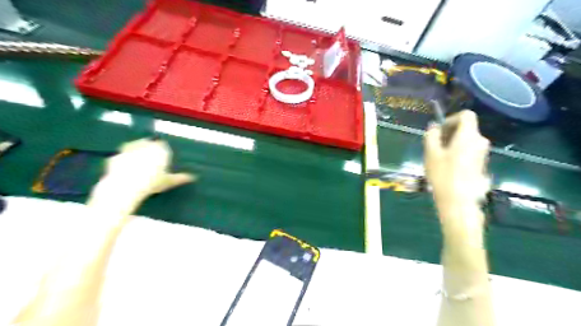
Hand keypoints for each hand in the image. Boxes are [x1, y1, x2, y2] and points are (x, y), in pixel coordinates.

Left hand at [103, 138, 195, 198]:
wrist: (126, 186)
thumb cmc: (152, 182)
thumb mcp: (169, 182)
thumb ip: (180, 178)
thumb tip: (193, 177)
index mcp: (160, 149)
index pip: (162, 145)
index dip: (162, 150)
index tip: (162, 157)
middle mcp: (145, 145)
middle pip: (148, 142)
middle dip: (148, 148)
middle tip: (150, 159)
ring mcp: (129, 149)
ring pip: (133, 146)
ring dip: (135, 151)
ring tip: (137, 162)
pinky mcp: (116, 156)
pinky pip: (121, 156)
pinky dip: (122, 160)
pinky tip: (124, 169)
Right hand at [423, 112, 488, 231]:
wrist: (459, 201)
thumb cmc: (443, 175)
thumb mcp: (431, 153)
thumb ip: (431, 136)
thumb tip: (434, 127)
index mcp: (469, 136)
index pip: (466, 115)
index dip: (451, 119)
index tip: (439, 131)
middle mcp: (480, 141)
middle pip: (466, 128)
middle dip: (449, 133)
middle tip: (434, 146)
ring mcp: (483, 154)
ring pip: (467, 141)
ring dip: (452, 144)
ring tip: (438, 158)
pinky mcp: (482, 164)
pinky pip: (469, 151)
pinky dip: (458, 153)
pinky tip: (447, 167)